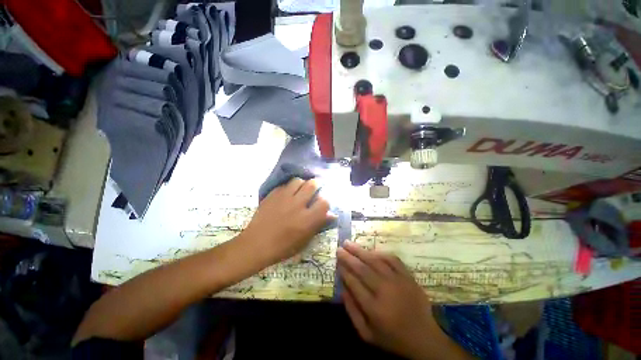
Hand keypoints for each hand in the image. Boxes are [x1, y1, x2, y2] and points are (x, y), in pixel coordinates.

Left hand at [244, 178, 332, 263]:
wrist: (256, 244)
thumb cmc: (283, 247)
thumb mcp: (304, 240)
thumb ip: (318, 225)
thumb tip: (332, 214)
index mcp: (307, 219)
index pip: (324, 202)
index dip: (325, 201)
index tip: (321, 203)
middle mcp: (297, 205)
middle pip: (312, 184)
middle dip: (316, 185)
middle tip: (313, 190)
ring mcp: (284, 198)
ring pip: (298, 180)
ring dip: (302, 184)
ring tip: (299, 190)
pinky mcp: (273, 195)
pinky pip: (285, 185)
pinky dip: (289, 188)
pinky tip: (287, 194)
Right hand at [337, 241, 443, 359]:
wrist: (424, 338)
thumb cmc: (392, 338)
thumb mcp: (367, 334)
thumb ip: (352, 312)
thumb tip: (342, 289)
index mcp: (374, 309)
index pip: (354, 284)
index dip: (344, 271)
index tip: (337, 263)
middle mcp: (385, 292)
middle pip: (363, 269)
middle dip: (348, 257)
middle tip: (339, 249)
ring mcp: (398, 281)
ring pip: (375, 261)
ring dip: (360, 251)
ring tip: (348, 243)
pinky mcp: (408, 276)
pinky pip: (392, 259)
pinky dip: (380, 253)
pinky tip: (371, 250)